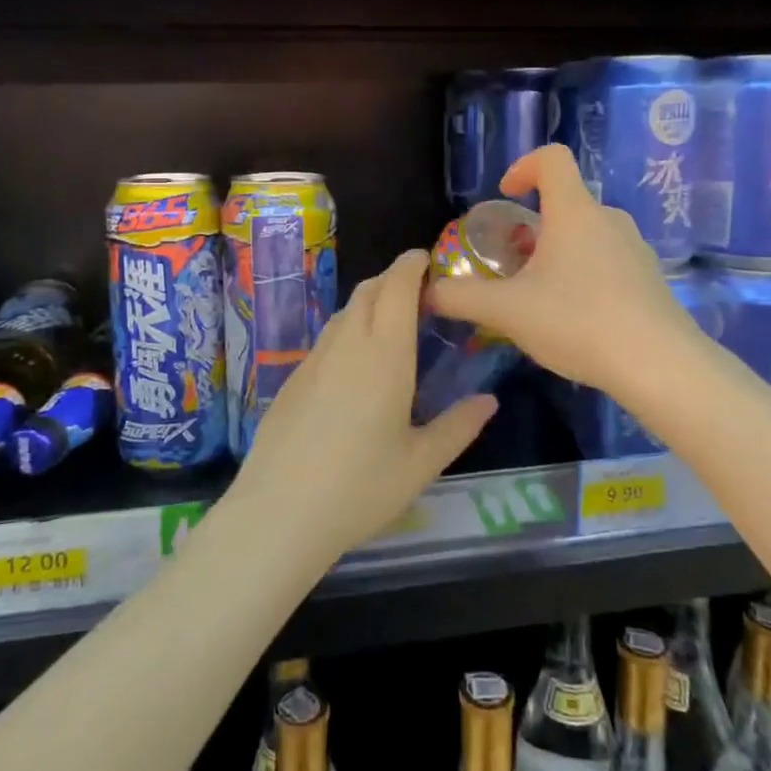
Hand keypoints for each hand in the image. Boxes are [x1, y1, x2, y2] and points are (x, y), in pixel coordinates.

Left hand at [227, 249, 497, 565]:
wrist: (280, 511)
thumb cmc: (361, 487)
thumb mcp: (421, 462)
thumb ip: (459, 426)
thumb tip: (489, 401)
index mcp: (385, 354)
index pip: (397, 287)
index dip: (411, 265)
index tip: (426, 259)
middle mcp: (347, 345)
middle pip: (368, 291)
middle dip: (392, 279)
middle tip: (417, 293)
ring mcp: (314, 360)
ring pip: (345, 312)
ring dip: (369, 303)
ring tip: (390, 324)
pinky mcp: (293, 379)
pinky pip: (327, 338)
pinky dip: (348, 330)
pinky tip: (355, 364)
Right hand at [429, 144, 695, 395]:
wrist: (660, 366)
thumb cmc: (579, 321)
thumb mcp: (507, 311)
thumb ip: (461, 297)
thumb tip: (426, 292)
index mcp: (574, 212)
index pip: (551, 159)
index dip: (523, 167)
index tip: (504, 196)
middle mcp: (608, 220)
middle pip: (565, 203)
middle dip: (531, 227)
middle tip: (510, 265)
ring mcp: (635, 250)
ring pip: (586, 235)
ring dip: (557, 254)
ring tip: (538, 297)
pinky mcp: (650, 280)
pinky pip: (607, 262)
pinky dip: (583, 275)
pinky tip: (574, 320)